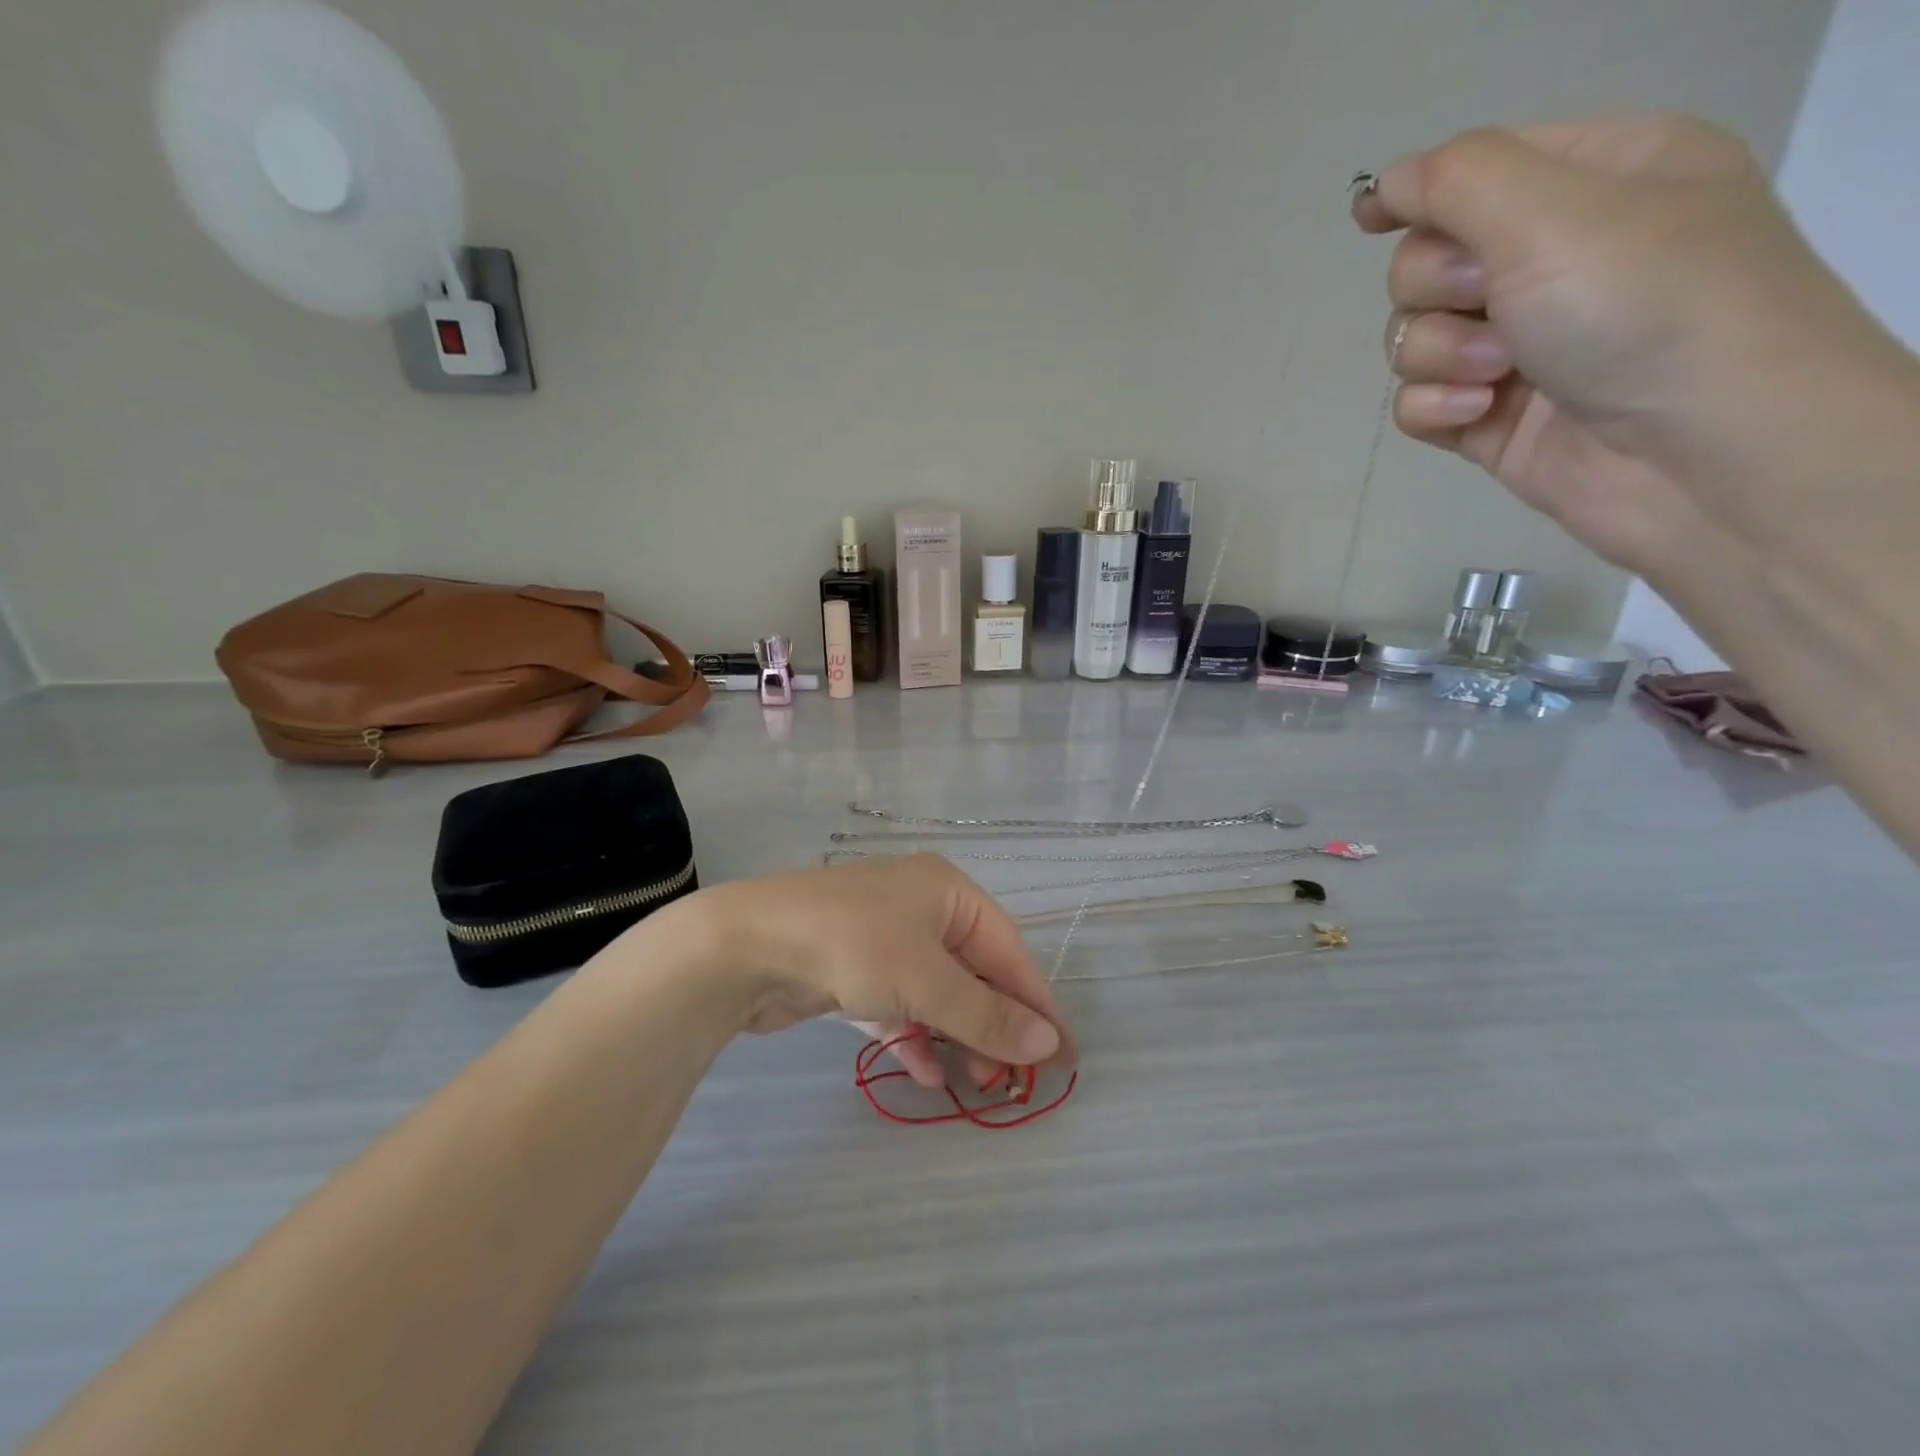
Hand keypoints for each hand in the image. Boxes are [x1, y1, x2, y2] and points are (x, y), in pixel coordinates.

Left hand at [690, 855, 1077, 1091]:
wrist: (745, 946)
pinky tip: (922, 1072)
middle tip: (1009, 1080)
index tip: (1063, 1056)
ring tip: (972, 1083)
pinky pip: (897, 1003)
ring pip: (936, 991)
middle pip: (973, 971)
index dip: (1037, 1004)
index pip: (1009, 950)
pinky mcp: (850, 968)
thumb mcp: (928, 980)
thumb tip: (1048, 1045)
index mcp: (947, 891)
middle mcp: (918, 907)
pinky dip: (912, 1035)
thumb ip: (988, 1014)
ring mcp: (881, 937)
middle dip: (992, 1024)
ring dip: (956, 1035)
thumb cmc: (852, 946)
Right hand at [1353, 115, 1913, 573]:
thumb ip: (1458, 181)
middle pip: (1426, 266)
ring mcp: (1519, 346)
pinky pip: (1418, 403)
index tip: (1370, 219)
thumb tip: (1386, 181)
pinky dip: (1437, 408)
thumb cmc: (1646, 307)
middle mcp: (1554, 261)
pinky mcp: (1490, 416)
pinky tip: (1480, 414)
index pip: (1475, 174)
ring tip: (1498, 375)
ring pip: (1413, 340)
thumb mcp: (1555, 211)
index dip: (1420, 195)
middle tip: (1491, 306)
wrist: (1701, 454)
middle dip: (1438, 292)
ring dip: (1439, 357)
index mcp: (1594, 182)